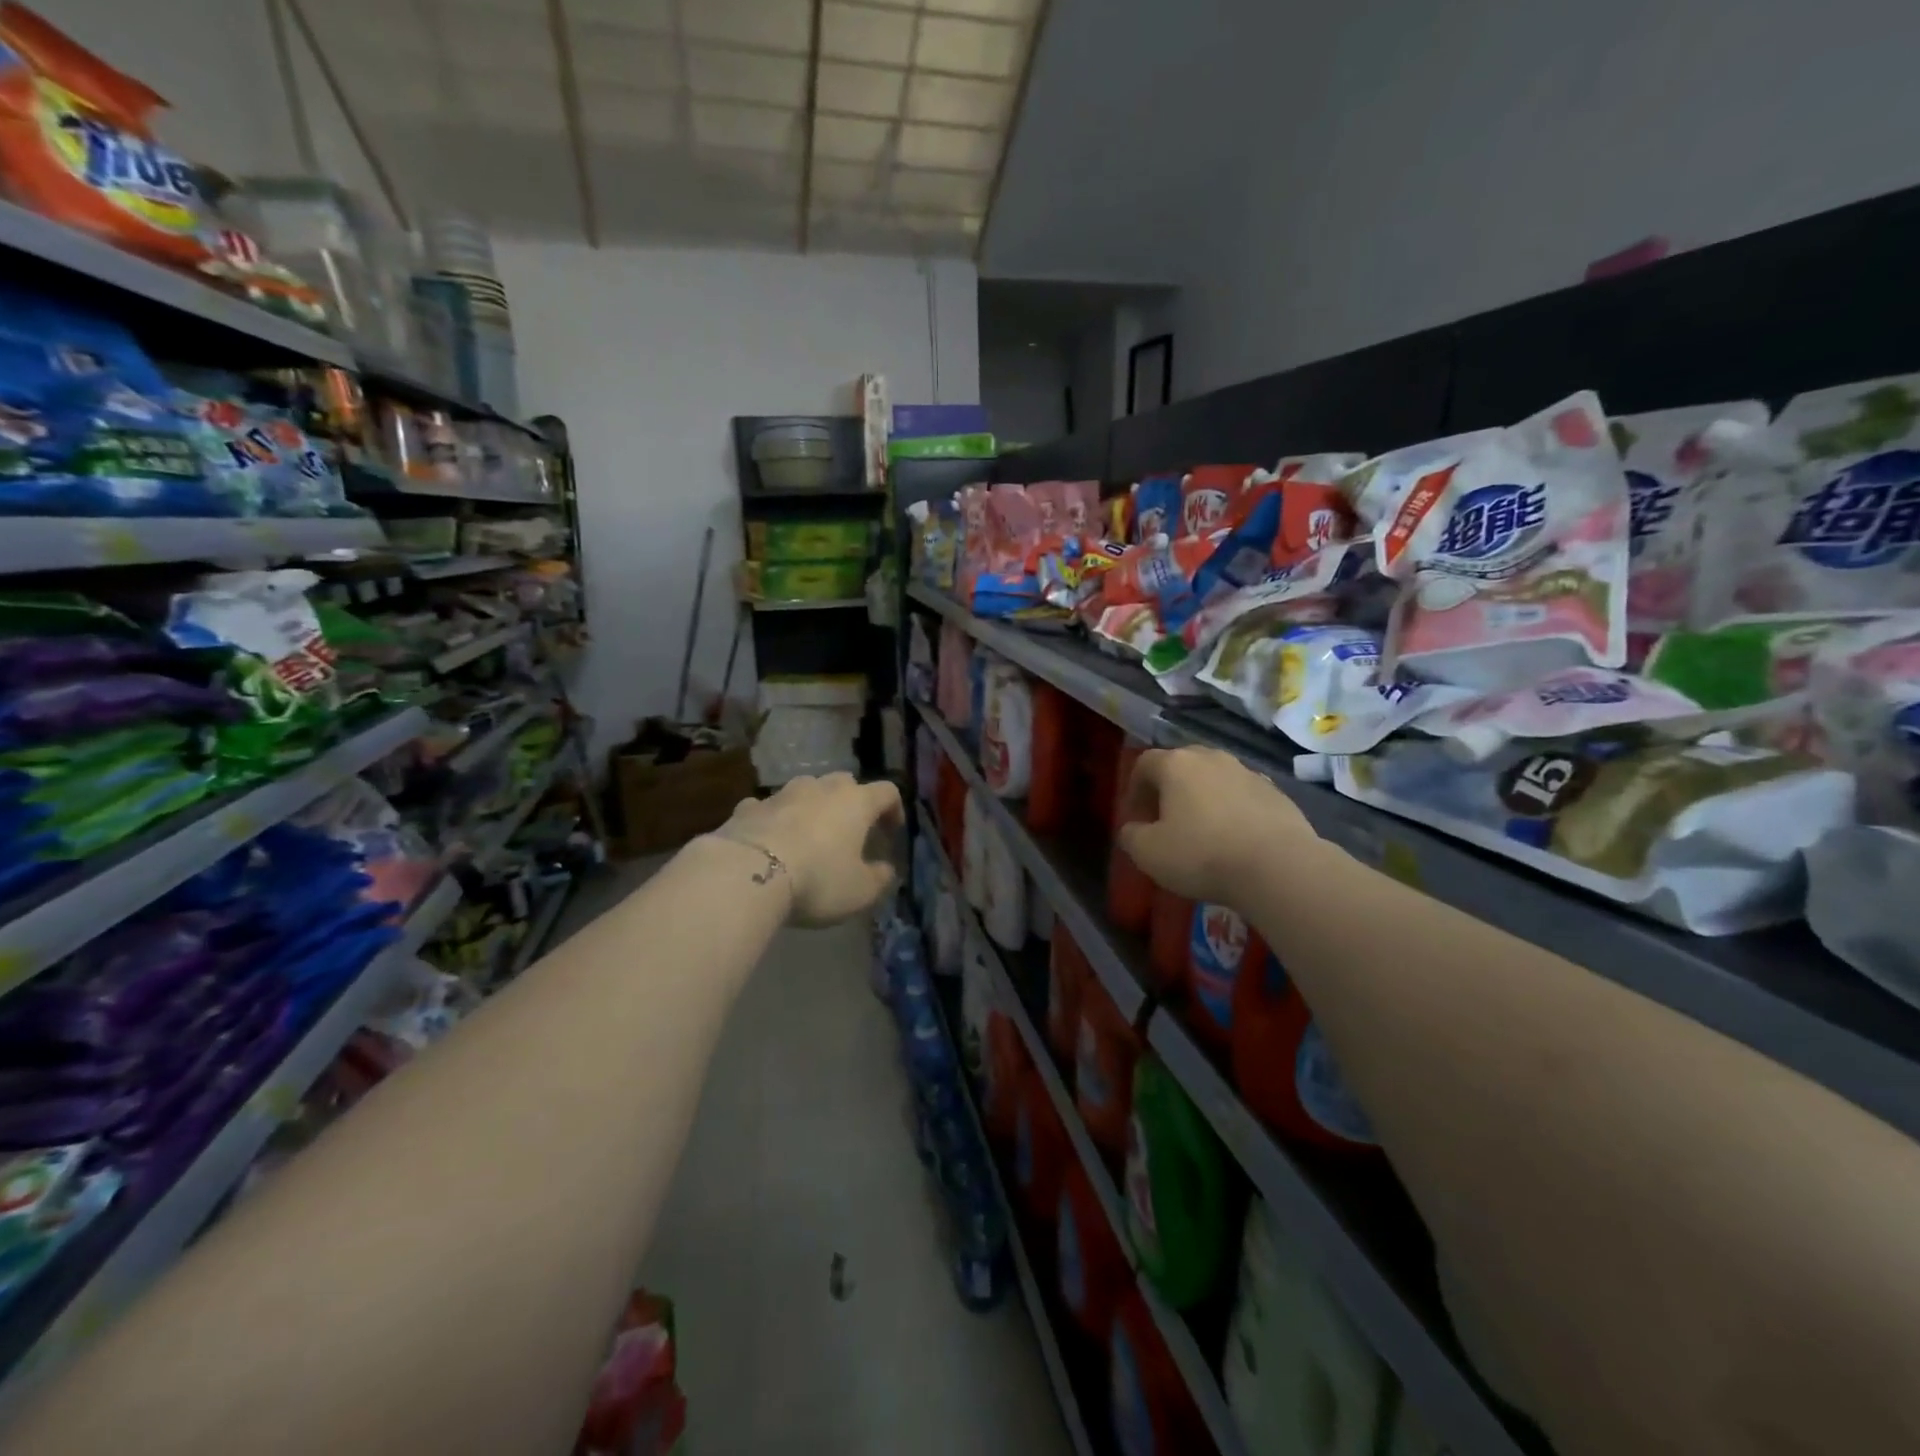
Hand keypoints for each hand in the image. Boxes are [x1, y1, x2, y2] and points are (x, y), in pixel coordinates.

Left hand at [716, 773, 902, 926]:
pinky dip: (774, 820)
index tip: (892, 832)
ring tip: (809, 835)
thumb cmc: (818, 879)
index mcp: (856, 802)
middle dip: (851, 803)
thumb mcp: (860, 891)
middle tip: (851, 831)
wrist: (748, 873)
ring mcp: (782, 794)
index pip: (887, 792)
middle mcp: (821, 788)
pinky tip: (770, 840)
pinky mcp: (748, 807)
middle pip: (844, 783)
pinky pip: (768, 808)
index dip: (894, 809)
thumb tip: (885, 869)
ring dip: (812, 807)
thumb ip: (879, 878)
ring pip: (805, 790)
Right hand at [1118, 747, 1312, 907]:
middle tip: (1165, 819)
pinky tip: (1234, 838)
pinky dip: (1233, 809)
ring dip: (1203, 797)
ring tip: (1202, 829)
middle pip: (1181, 764)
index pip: (1144, 762)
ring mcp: (1248, 773)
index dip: (1134, 787)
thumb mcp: (1148, 853)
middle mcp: (1212, 758)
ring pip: (1215, 778)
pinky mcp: (1277, 793)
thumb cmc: (1202, 854)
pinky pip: (1243, 795)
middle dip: (1169, 788)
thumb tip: (1132, 828)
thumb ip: (1131, 835)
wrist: (1278, 867)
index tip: (1135, 815)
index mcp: (1176, 764)